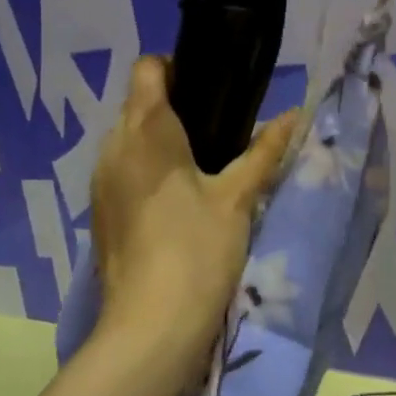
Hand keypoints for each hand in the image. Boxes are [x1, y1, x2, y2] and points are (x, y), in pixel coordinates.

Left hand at [88, 56, 296, 387]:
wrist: (150, 328)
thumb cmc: (198, 251)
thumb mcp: (238, 197)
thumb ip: (265, 151)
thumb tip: (295, 115)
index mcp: (145, 130)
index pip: (149, 68)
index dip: (178, 67)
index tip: (212, 88)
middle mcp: (113, 146)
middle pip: (139, 103)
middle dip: (175, 106)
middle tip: (220, 129)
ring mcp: (100, 180)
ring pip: (129, 138)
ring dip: (161, 140)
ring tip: (203, 164)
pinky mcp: (100, 210)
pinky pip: (123, 169)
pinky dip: (148, 168)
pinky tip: (178, 198)